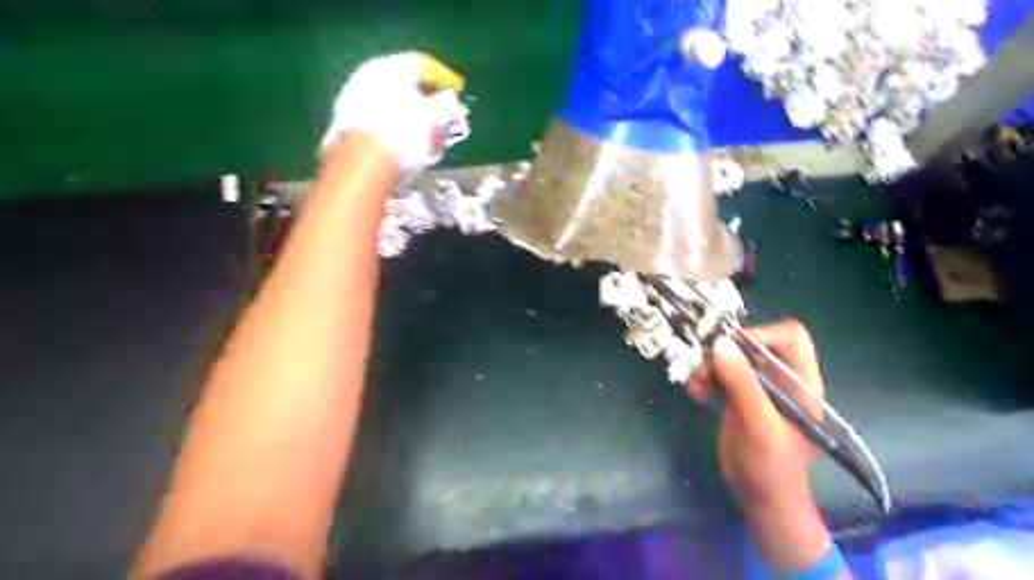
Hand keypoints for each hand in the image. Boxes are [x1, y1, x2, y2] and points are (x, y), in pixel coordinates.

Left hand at [321, 53, 468, 179]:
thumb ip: (445, 107)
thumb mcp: (433, 121)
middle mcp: (368, 76)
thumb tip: (449, 102)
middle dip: (426, 99)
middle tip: (443, 113)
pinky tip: (406, 144)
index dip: (444, 77)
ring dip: (410, 116)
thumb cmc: (404, 137)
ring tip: (427, 135)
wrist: (361, 166)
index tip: (457, 88)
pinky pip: (379, 119)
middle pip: (403, 83)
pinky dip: (395, 126)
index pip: (423, 64)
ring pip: (390, 102)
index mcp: (391, 68)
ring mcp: (352, 98)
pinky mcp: (345, 123)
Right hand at [684, 322, 823, 510]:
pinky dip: (705, 378)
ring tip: (695, 384)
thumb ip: (742, 384)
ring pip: (731, 358)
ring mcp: (758, 386)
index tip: (730, 347)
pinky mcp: (738, 396)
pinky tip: (695, 392)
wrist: (761, 497)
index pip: (788, 337)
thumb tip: (719, 344)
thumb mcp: (759, 424)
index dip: (761, 334)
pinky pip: (719, 374)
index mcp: (800, 381)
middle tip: (704, 365)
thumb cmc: (771, 465)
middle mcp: (780, 378)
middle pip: (753, 344)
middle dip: (725, 352)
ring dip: (709, 366)